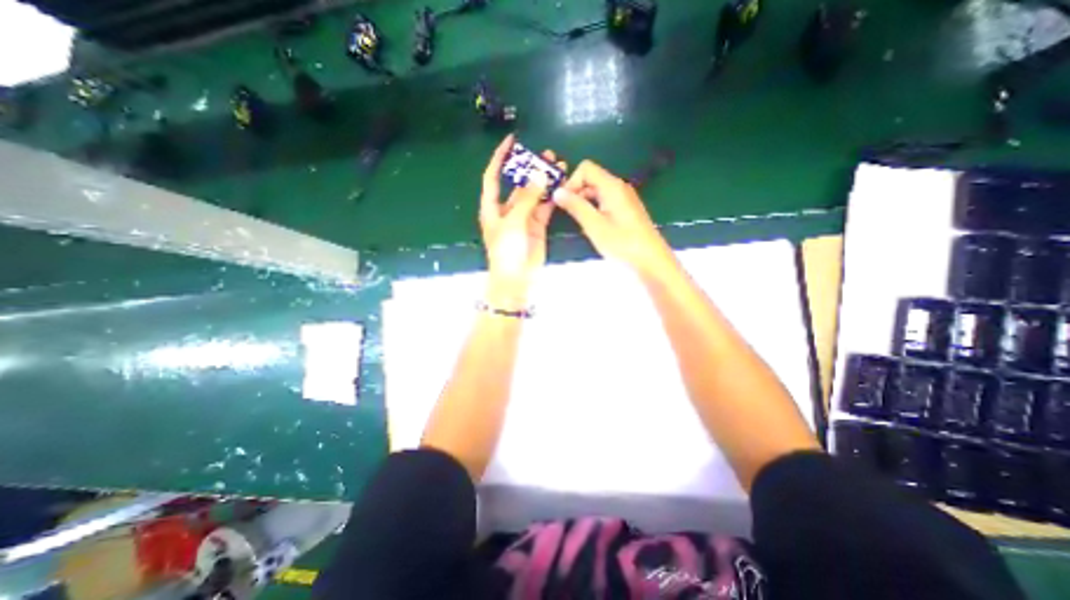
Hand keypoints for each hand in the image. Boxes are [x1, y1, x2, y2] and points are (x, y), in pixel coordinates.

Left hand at [476, 133, 559, 306]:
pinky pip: (545, 206)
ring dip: (545, 181)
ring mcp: (524, 217)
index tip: (511, 141)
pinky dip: (553, 196)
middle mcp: (507, 210)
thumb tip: (539, 174)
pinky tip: (562, 185)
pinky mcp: (538, 226)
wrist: (517, 278)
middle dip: (530, 169)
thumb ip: (527, 198)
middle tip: (547, 155)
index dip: (500, 158)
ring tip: (559, 166)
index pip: (493, 177)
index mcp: (492, 207)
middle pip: (518, 184)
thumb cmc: (507, 251)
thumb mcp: (513, 222)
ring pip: (535, 194)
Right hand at [555, 156, 669, 272]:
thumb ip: (576, 206)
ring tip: (580, 223)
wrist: (651, 262)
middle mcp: (619, 187)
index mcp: (612, 186)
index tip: (564, 203)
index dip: (572, 182)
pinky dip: (594, 210)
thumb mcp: (595, 226)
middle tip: (568, 215)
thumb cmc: (623, 244)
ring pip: (597, 192)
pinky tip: (592, 227)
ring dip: (584, 203)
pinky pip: (604, 202)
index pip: (586, 168)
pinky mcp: (626, 211)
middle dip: (576, 193)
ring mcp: (624, 199)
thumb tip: (557, 192)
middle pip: (591, 179)